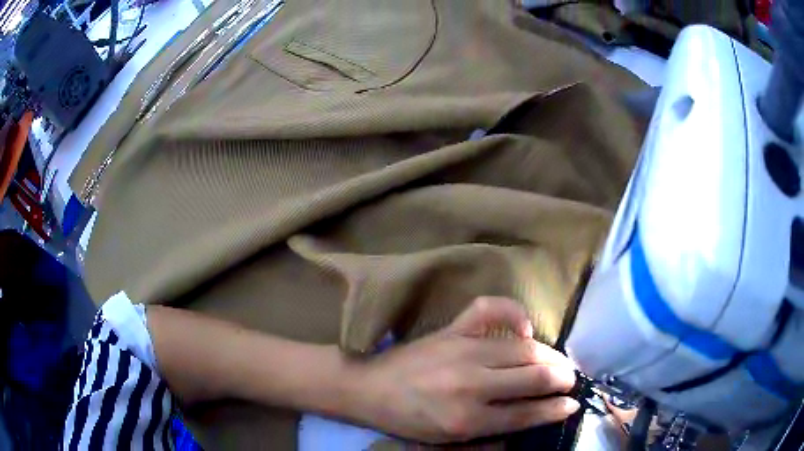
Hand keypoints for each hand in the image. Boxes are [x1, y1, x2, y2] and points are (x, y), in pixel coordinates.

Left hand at [352, 297, 579, 443]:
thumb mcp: (448, 440)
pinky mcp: (453, 329)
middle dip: (562, 378)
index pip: (527, 413)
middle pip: (534, 377)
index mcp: (468, 419)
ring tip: (560, 362)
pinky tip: (525, 327)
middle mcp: (471, 384)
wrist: (369, 387)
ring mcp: (463, 350)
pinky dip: (514, 313)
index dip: (556, 409)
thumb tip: (533, 417)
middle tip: (571, 380)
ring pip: (523, 348)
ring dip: (549, 355)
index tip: (572, 404)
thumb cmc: (408, 419)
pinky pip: (490, 309)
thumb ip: (492, 432)